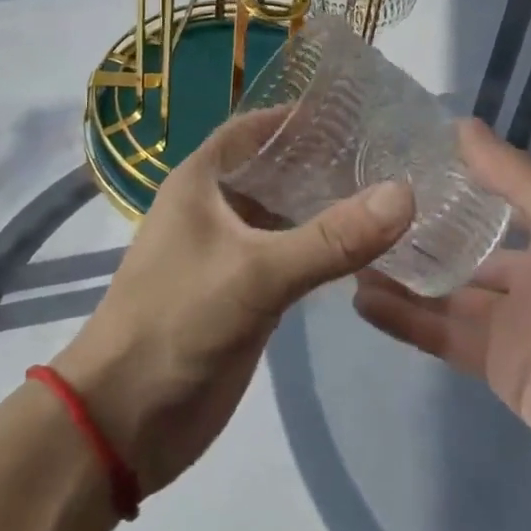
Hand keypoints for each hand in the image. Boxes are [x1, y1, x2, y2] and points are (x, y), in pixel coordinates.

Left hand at [54, 109, 414, 496]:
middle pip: (275, 170)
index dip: (297, 116)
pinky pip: (291, 258)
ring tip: (391, 192)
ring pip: (286, 216)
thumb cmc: (176, 321)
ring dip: (327, 207)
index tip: (355, 111)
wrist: (125, 419)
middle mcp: (216, 207)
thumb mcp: (254, 273)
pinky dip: (324, 250)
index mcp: (201, 181)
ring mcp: (231, 252)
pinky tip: (368, 247)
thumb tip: (405, 193)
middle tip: (389, 153)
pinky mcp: (246, 295)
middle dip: (323, 161)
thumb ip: (329, 238)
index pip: (254, 128)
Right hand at [353, 121, 530, 530]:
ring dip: (398, 272)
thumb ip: (525, 184)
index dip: (446, 176)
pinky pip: (443, 338)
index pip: (489, 193)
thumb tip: (462, 126)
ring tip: (343, 248)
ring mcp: (512, 324)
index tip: (390, 152)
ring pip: (441, 290)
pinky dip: (405, 320)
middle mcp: (529, 272)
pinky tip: (363, 300)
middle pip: (458, 243)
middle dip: (412, 227)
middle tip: (351, 203)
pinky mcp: (500, 372)